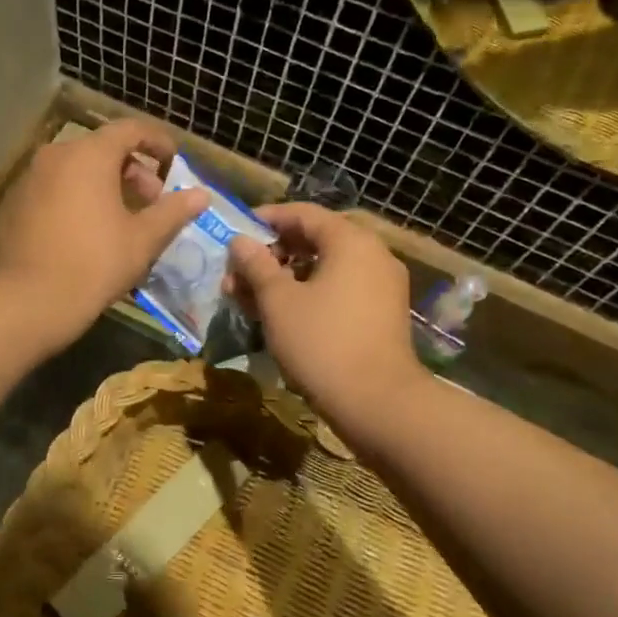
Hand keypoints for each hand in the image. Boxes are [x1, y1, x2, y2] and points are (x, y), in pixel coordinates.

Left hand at [0, 119, 207, 345]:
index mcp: (89, 155)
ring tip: (120, 218)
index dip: (157, 142)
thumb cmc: (95, 263)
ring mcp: (28, 179)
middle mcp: (55, 156)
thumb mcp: (143, 239)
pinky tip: (84, 231)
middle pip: (101, 149)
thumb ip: (173, 211)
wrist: (30, 300)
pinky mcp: (12, 205)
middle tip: (151, 201)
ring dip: (102, 185)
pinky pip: (51, 190)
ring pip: (74, 170)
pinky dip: (73, 199)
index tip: (173, 162)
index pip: (130, 129)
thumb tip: (201, 195)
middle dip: (132, 170)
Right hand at [225, 204, 422, 428]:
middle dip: (271, 255)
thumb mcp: (278, 301)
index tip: (236, 232)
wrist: (377, 402)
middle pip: (315, 241)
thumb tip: (239, 241)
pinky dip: (308, 295)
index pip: (304, 214)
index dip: (267, 219)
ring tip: (249, 299)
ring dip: (285, 278)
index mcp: (351, 241)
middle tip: (237, 274)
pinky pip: (339, 290)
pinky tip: (279, 316)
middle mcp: (373, 255)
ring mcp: (381, 286)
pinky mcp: (381, 314)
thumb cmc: (321, 342)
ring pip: (325, 269)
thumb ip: (256, 265)